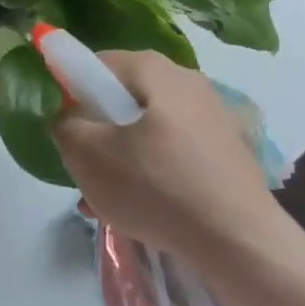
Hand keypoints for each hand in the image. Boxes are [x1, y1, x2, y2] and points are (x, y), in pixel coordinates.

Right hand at [53, 51, 279, 260]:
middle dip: (98, 129)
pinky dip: (154, 171)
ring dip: (123, 155)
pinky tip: (144, 207)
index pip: (97, 64)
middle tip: (84, 166)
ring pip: (149, 128)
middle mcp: (187, 80)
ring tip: (108, 197)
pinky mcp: (228, 149)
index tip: (65, 130)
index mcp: (154, 69)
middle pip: (124, 97)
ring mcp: (213, 114)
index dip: (71, 92)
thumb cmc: (157, 187)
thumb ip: (64, 124)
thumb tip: (68, 115)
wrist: (240, 241)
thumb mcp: (87, 155)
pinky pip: (176, 150)